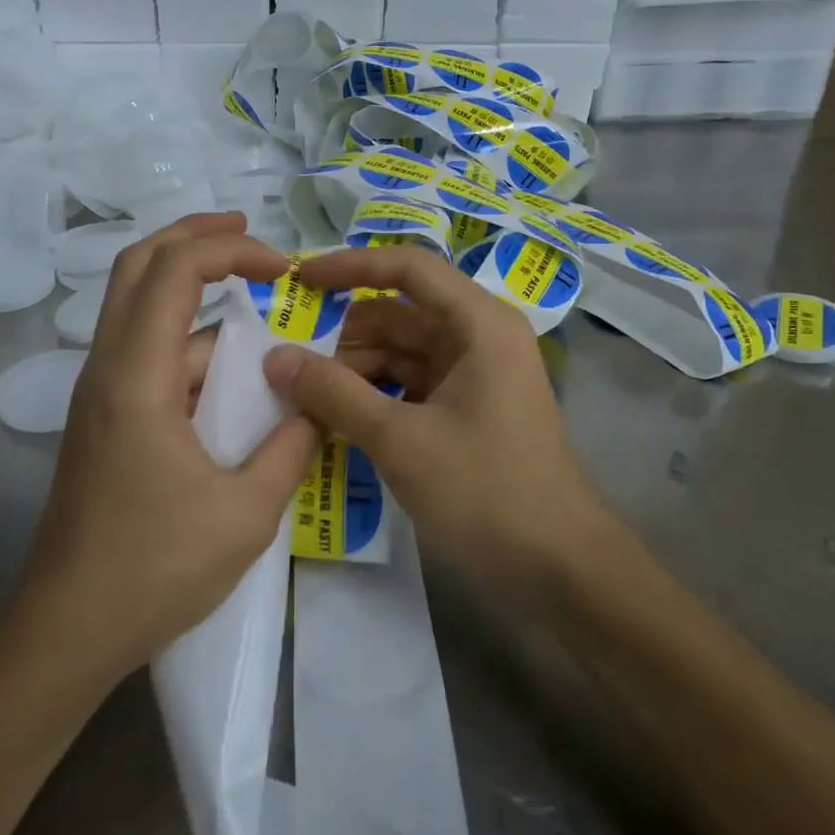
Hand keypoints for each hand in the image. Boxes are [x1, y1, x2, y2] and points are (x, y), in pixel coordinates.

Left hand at [22, 212, 319, 676]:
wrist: (65, 631)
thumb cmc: (152, 571)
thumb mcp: (245, 513)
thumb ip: (291, 447)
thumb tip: (318, 405)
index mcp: (136, 377)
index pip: (174, 270)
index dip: (230, 249)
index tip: (284, 267)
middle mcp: (108, 368)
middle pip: (140, 265)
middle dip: (196, 237)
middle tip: (251, 234)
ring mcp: (102, 391)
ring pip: (139, 305)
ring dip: (194, 288)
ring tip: (258, 301)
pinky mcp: (106, 416)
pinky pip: (150, 352)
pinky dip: (192, 341)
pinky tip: (236, 373)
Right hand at [262, 246, 615, 594]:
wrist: (560, 568)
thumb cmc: (487, 490)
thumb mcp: (401, 440)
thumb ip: (334, 393)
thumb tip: (274, 357)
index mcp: (478, 323)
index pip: (407, 268)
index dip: (350, 265)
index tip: (298, 278)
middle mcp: (478, 336)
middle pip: (398, 314)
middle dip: (343, 336)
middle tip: (286, 362)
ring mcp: (473, 374)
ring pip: (399, 352)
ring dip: (353, 371)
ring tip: (302, 399)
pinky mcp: (466, 408)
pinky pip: (409, 385)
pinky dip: (373, 396)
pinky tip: (335, 420)